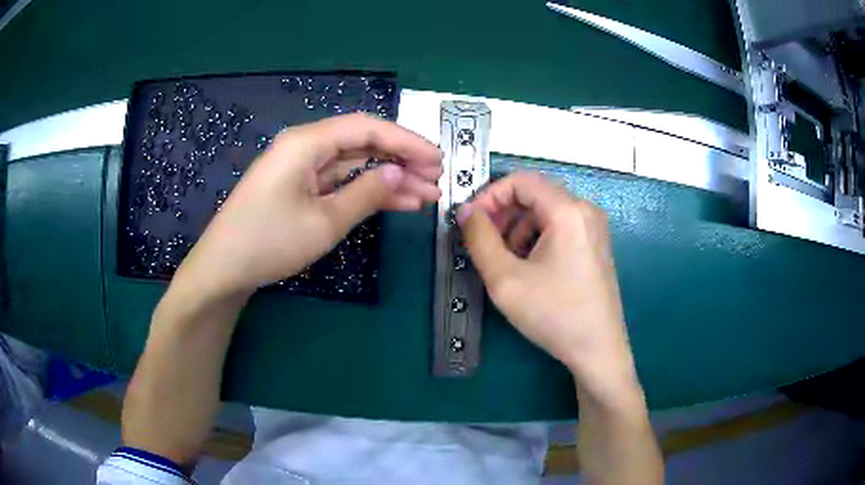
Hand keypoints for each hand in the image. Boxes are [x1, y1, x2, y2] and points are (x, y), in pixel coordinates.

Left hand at [175, 113, 442, 297]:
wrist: (224, 269)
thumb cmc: (269, 242)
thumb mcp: (324, 221)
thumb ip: (366, 193)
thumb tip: (402, 174)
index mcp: (307, 142)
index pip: (368, 128)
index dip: (406, 141)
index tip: (438, 159)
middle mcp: (305, 146)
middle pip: (363, 143)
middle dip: (402, 159)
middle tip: (436, 179)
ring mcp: (301, 167)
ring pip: (354, 163)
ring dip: (389, 177)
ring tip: (426, 195)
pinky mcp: (299, 186)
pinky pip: (340, 181)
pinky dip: (366, 190)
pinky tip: (396, 202)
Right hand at [457, 172, 637, 395]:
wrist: (598, 350)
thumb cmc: (554, 315)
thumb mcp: (506, 279)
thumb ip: (479, 238)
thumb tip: (465, 210)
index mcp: (568, 211)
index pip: (520, 181)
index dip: (489, 196)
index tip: (470, 222)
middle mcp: (585, 210)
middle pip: (534, 194)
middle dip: (503, 213)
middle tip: (482, 241)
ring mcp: (594, 227)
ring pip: (545, 211)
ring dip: (517, 227)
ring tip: (504, 260)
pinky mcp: (595, 244)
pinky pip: (559, 226)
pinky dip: (536, 237)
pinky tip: (528, 266)